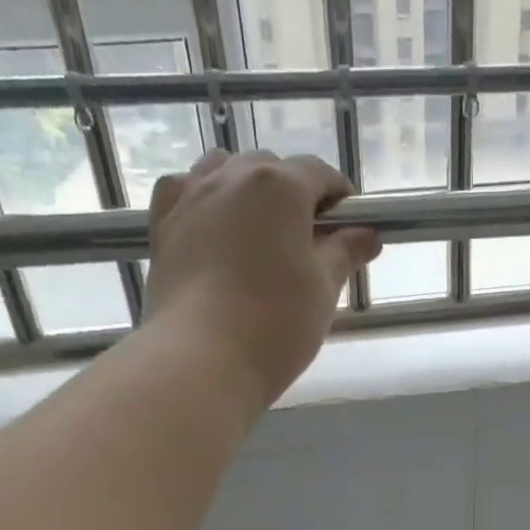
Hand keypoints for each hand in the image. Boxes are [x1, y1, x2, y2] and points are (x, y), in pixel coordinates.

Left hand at [148, 150, 381, 405]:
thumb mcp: (324, 289)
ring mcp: (190, 198)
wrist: (201, 360)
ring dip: (247, 189)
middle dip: (294, 194)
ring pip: (223, 170)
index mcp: (279, 187)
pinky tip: (211, 225)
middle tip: (308, 239)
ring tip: (259, 230)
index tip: (351, 227)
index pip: (319, 174)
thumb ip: (345, 253)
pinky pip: (184, 191)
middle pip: (271, 169)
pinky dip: (203, 198)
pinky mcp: (162, 226)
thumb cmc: (276, 323)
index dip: (340, 197)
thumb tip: (368, 234)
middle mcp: (231, 177)